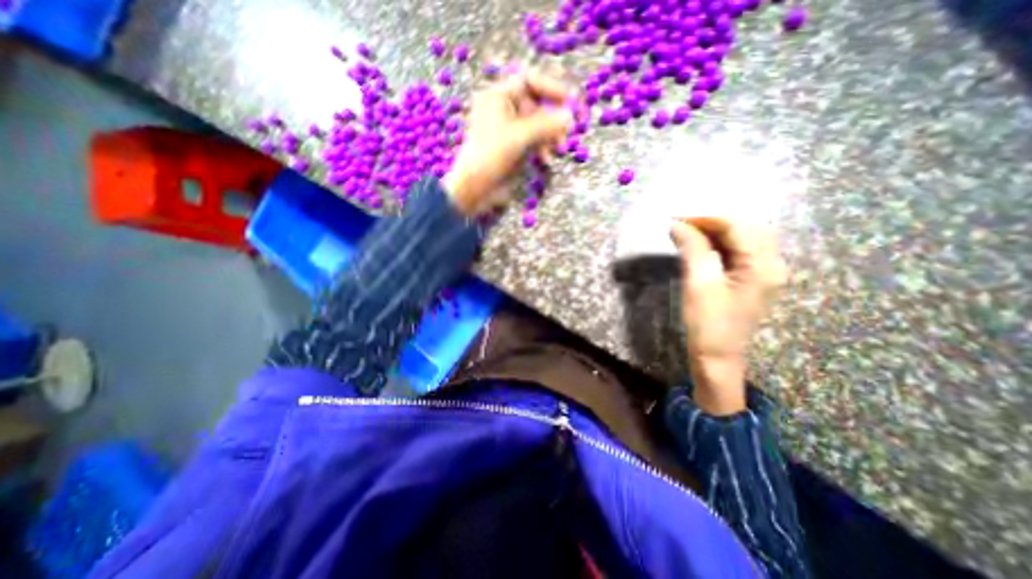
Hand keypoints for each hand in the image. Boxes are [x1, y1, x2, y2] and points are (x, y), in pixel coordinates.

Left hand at [442, 71, 576, 215]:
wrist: (474, 188)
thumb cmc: (490, 156)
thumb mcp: (519, 137)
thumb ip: (546, 125)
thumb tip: (570, 116)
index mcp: (498, 97)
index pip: (529, 81)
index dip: (551, 88)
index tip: (570, 101)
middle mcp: (503, 110)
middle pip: (536, 105)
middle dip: (552, 118)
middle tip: (565, 132)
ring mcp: (508, 131)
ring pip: (536, 125)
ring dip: (549, 136)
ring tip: (558, 150)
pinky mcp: (512, 148)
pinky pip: (532, 141)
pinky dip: (542, 148)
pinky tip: (546, 160)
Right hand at [674, 216, 788, 416]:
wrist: (717, 358)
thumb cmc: (708, 324)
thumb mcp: (698, 284)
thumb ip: (693, 249)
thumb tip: (678, 224)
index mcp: (763, 265)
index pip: (737, 226)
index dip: (706, 218)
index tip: (676, 217)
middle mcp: (772, 265)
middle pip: (745, 229)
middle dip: (712, 222)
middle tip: (682, 224)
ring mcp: (764, 273)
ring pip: (743, 239)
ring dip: (715, 232)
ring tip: (688, 232)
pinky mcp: (753, 280)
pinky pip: (739, 252)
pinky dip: (719, 245)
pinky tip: (701, 246)